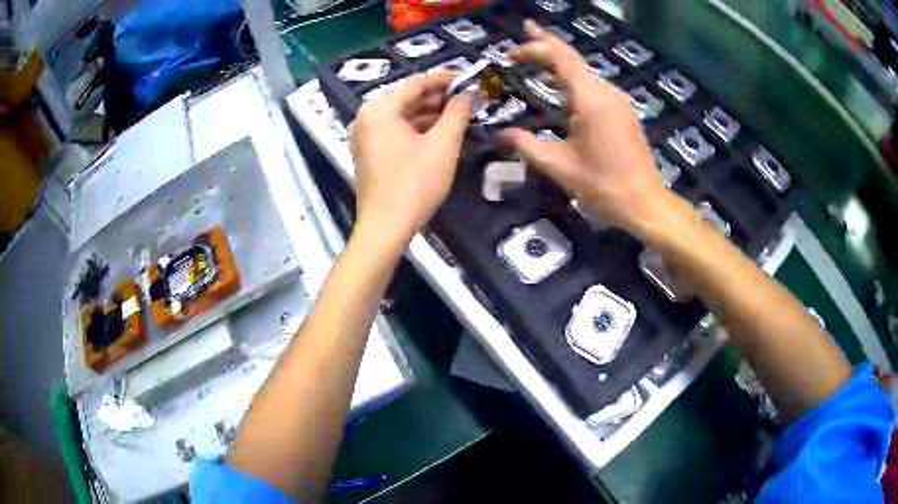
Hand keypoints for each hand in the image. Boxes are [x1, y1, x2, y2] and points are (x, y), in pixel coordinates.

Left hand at [349, 73, 472, 251]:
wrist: (385, 228)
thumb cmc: (415, 184)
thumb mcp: (443, 146)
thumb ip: (457, 114)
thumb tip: (466, 95)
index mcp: (380, 109)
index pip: (417, 83)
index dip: (445, 79)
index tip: (469, 80)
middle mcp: (367, 117)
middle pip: (408, 99)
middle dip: (439, 99)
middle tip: (468, 101)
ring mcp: (364, 135)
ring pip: (403, 116)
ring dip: (431, 116)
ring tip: (460, 117)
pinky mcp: (368, 152)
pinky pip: (396, 131)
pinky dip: (418, 130)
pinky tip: (441, 134)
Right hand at [500, 20, 674, 233]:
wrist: (644, 203)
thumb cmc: (602, 186)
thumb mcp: (559, 166)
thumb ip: (526, 145)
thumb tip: (499, 134)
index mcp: (590, 100)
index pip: (560, 59)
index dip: (534, 48)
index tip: (511, 51)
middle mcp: (606, 92)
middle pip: (573, 59)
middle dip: (546, 46)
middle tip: (522, 37)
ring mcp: (618, 101)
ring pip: (584, 72)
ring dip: (559, 63)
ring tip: (535, 60)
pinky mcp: (623, 111)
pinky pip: (594, 86)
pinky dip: (573, 80)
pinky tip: (561, 87)